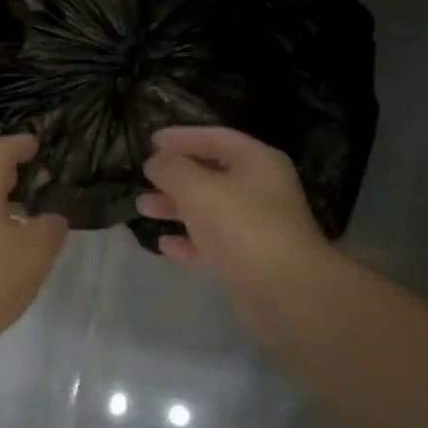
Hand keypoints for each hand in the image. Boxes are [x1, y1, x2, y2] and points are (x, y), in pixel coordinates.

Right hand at [138, 126, 337, 334]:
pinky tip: (164, 244)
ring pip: (209, 209)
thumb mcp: (198, 189)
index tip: (151, 141)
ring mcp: (256, 227)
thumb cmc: (241, 226)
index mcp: (257, 162)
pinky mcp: (248, 260)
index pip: (216, 138)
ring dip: (176, 207)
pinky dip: (188, 241)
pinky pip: (212, 243)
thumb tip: (156, 162)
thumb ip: (172, 169)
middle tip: (145, 176)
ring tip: (142, 207)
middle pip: (212, 174)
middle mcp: (260, 190)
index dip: (182, 136)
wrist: (285, 291)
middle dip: (175, 175)